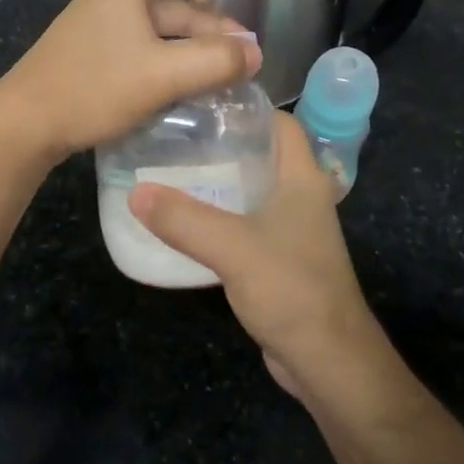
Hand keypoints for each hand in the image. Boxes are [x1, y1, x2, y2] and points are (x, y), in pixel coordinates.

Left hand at [0, 0, 260, 161]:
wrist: (24, 124)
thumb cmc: (93, 87)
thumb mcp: (163, 75)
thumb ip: (215, 62)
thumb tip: (256, 54)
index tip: (210, 5)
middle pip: (172, 1)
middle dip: (208, 31)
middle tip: (238, 69)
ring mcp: (100, 30)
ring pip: (158, 33)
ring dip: (190, 54)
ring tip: (216, 87)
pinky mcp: (92, 58)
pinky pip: (140, 52)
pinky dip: (166, 68)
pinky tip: (180, 97)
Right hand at [130, 113, 387, 402]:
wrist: (328, 361)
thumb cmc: (292, 289)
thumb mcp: (232, 248)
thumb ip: (183, 219)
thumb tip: (135, 191)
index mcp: (302, 178)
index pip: (280, 123)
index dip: (246, 107)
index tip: (201, 102)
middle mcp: (300, 196)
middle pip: (260, 153)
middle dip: (220, 143)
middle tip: (173, 136)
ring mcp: (292, 229)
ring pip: (250, 190)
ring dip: (217, 182)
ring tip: (169, 171)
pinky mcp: (279, 258)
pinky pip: (245, 223)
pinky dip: (218, 217)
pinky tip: (184, 221)